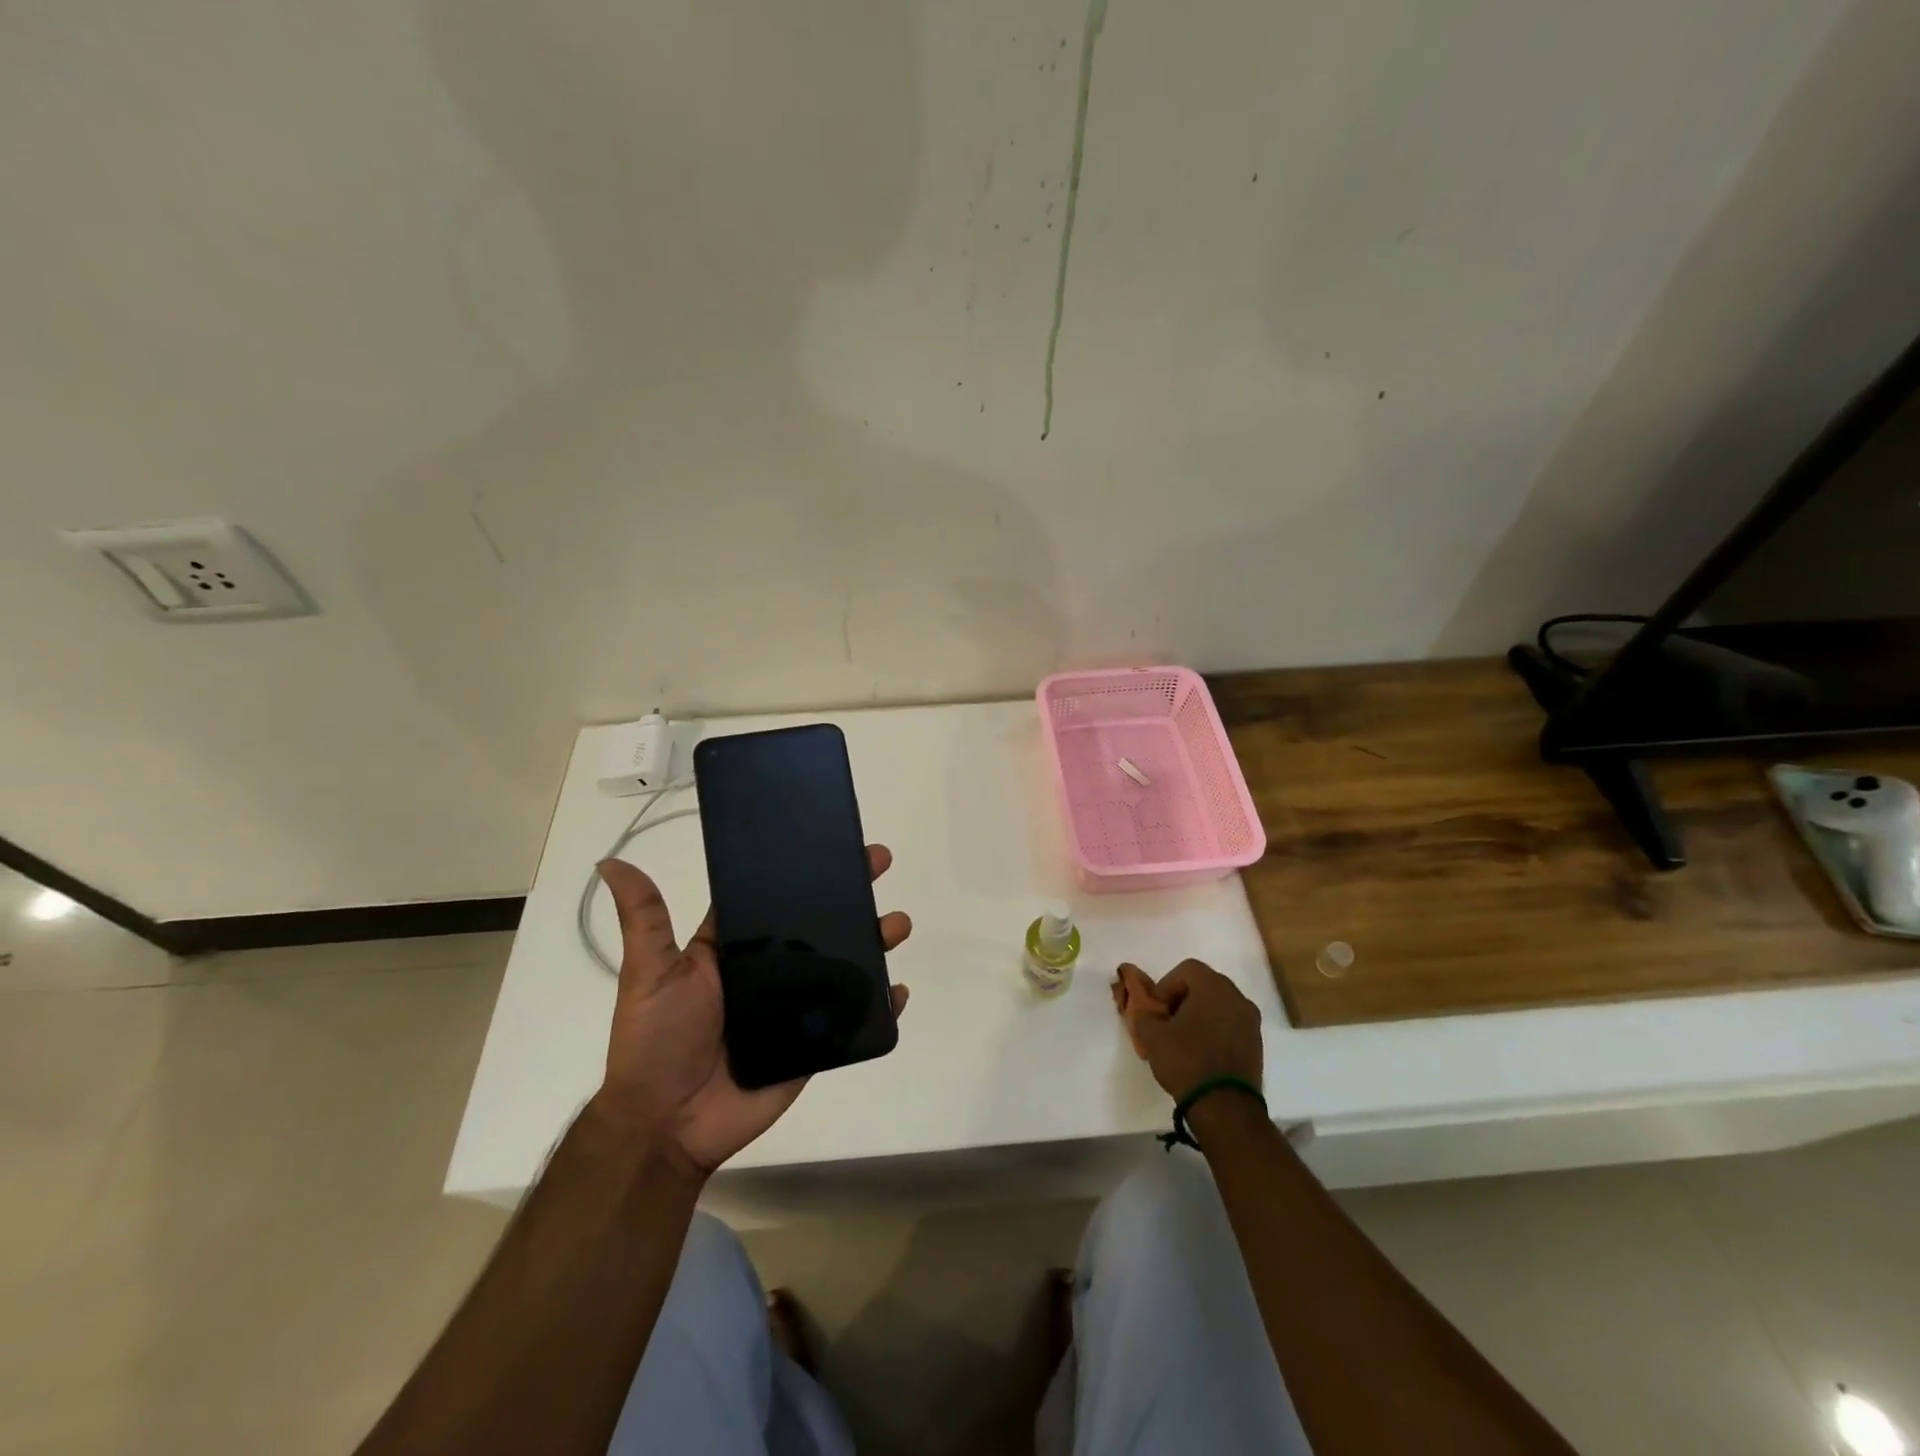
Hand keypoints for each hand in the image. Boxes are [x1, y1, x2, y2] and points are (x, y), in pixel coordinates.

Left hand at [593, 846, 911, 1178]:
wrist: (668, 1124)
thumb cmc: (656, 1042)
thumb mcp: (649, 973)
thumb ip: (645, 920)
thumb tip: (610, 863)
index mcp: (737, 947)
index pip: (778, 897)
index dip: (806, 867)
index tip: (835, 840)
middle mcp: (772, 969)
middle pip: (821, 923)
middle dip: (852, 893)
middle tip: (878, 863)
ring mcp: (796, 1005)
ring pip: (844, 964)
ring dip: (875, 940)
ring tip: (896, 924)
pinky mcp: (814, 1042)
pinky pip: (853, 1018)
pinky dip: (881, 1004)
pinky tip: (899, 989)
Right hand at [1112, 958, 1261, 1100]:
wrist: (1225, 1107)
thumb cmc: (1186, 1061)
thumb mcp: (1151, 1035)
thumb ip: (1144, 1013)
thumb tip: (1145, 1008)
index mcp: (1213, 986)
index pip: (1186, 969)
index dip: (1167, 985)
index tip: (1158, 1010)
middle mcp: (1237, 996)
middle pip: (1205, 984)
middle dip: (1183, 998)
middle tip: (1168, 1021)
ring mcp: (1251, 1020)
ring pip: (1220, 1004)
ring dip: (1201, 1014)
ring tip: (1185, 1039)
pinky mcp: (1257, 1043)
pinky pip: (1232, 1024)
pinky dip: (1216, 1029)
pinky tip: (1203, 1052)